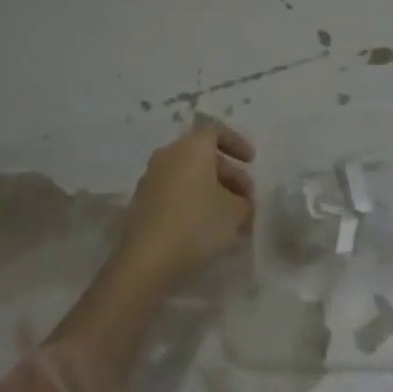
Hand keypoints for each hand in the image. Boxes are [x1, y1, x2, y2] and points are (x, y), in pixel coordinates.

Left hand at [116, 117, 255, 287]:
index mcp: (192, 147)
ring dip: (211, 189)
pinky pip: (174, 192)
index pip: (215, 130)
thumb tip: (240, 201)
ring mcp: (151, 178)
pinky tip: (205, 228)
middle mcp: (168, 155)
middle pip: (202, 155)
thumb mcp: (235, 212)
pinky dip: (192, 201)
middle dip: (228, 174)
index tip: (251, 161)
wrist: (146, 261)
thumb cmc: (197, 225)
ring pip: (188, 175)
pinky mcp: (142, 202)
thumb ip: (244, 201)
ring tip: (229, 218)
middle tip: (246, 199)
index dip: (236, 142)